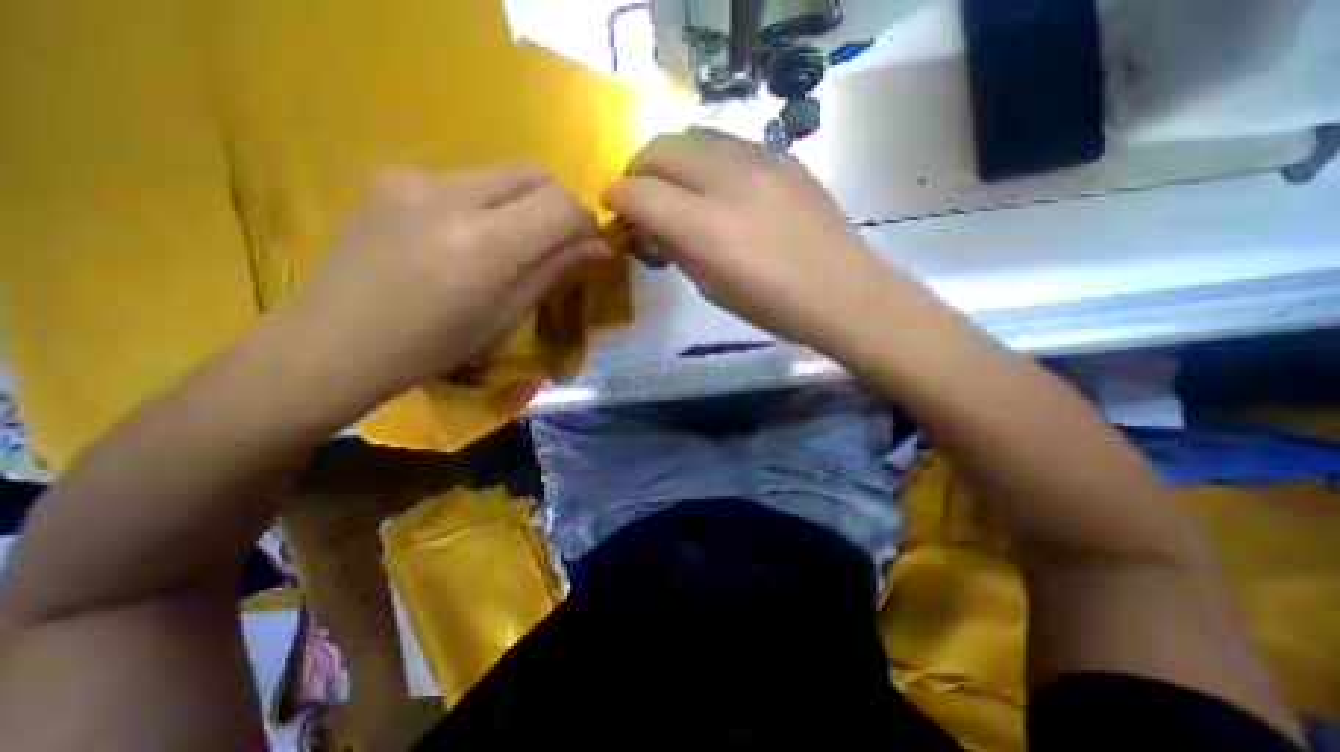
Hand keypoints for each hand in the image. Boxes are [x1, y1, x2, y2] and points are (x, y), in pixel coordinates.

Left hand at [267, 163, 610, 405]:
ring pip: (500, 174)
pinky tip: (462, 237)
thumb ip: (554, 269)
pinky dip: (484, 203)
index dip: (585, 222)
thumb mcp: (506, 314)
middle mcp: (451, 195)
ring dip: (521, 204)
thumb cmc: (433, 346)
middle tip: (555, 241)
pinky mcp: (390, 175)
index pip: (562, 205)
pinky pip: (462, 179)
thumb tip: (600, 246)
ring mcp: (414, 178)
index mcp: (485, 244)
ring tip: (506, 244)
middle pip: (534, 174)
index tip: (587, 244)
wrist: (333, 343)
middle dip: (557, 205)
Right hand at [605, 126, 898, 349]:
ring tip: (674, 189)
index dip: (617, 198)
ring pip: (692, 136)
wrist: (843, 293)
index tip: (614, 209)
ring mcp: (761, 160)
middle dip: (637, 170)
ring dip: (670, 160)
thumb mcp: (711, 288)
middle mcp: (729, 182)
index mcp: (707, 228)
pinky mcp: (783, 155)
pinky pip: (726, 143)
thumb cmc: (773, 306)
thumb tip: (650, 224)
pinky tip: (714, 187)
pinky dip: (704, 160)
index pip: (640, 193)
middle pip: (660, 150)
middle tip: (638, 197)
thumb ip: (675, 249)